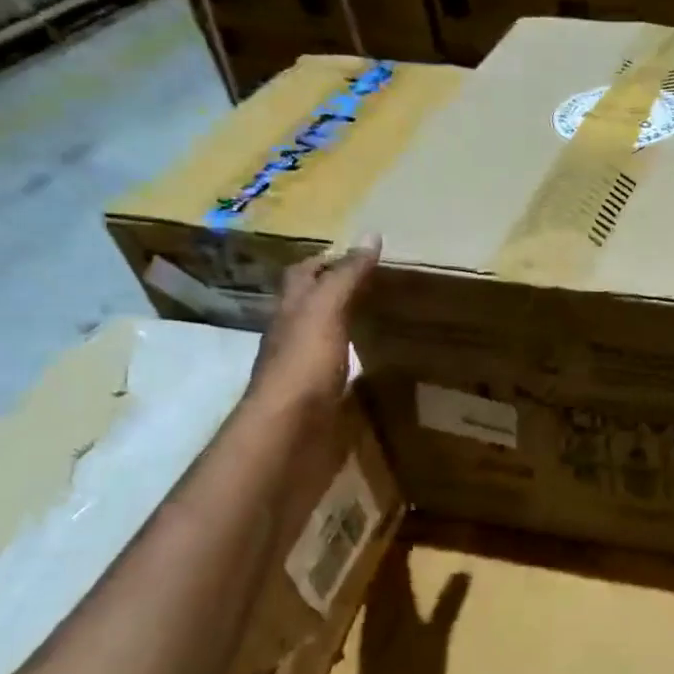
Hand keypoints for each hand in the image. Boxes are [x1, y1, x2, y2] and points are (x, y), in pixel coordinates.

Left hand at [247, 234, 380, 414]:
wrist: (288, 438)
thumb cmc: (302, 366)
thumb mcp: (325, 312)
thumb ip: (346, 277)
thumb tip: (371, 235)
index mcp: (290, 314)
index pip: (302, 276)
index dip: (325, 261)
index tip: (359, 254)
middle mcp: (293, 340)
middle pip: (311, 309)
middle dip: (337, 294)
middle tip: (378, 285)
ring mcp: (306, 375)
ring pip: (326, 343)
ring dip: (348, 331)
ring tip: (385, 321)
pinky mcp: (322, 405)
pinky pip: (342, 378)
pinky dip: (359, 369)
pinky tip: (380, 369)